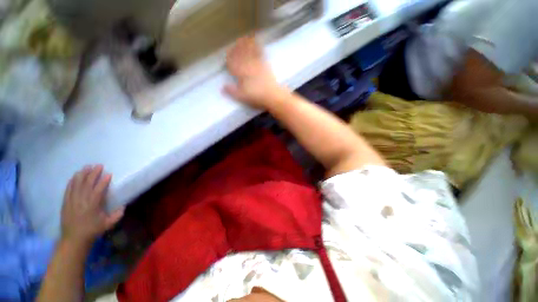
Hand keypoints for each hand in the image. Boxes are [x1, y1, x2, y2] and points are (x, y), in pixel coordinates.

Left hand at [61, 165, 123, 246]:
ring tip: (86, 167)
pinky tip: (74, 176)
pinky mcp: (66, 202)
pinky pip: (68, 189)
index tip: (109, 174)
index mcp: (92, 205)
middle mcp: (81, 200)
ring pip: (76, 184)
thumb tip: (123, 205)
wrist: (74, 239)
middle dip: (93, 174)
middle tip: (98, 165)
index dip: (104, 181)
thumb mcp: (108, 224)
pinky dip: (72, 181)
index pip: (98, 189)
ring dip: (82, 175)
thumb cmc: (93, 230)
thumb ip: (117, 214)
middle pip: (87, 184)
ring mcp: (72, 201)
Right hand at [224, 35, 288, 107]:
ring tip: (243, 38)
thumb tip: (222, 88)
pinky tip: (257, 41)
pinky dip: (258, 46)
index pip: (233, 64)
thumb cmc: (256, 97)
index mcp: (241, 74)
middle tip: (234, 43)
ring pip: (249, 52)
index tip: (227, 55)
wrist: (272, 95)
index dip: (229, 59)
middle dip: (236, 49)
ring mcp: (257, 64)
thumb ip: (232, 91)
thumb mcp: (242, 97)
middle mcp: (248, 66)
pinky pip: (260, 53)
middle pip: (240, 56)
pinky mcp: (265, 65)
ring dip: (245, 44)